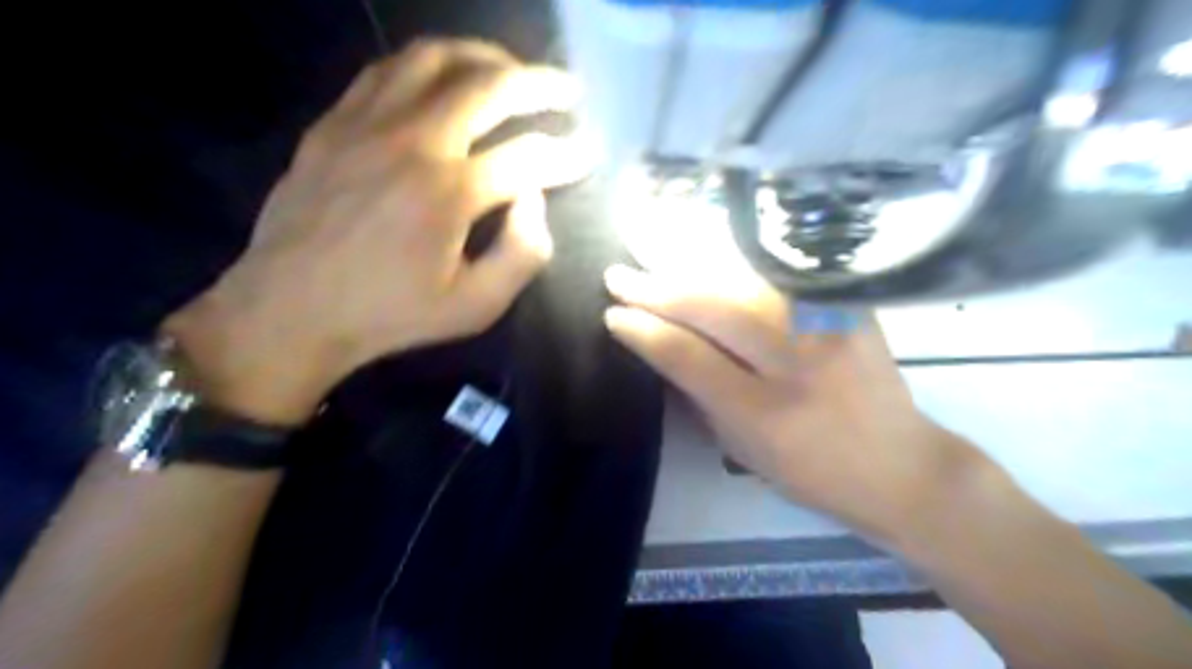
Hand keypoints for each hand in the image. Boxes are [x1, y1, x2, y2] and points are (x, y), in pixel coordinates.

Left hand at [163, 40, 590, 424]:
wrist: (292, 309)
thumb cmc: (391, 315)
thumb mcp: (474, 307)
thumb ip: (522, 254)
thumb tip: (535, 200)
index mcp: (450, 193)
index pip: (529, 157)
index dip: (568, 154)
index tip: (589, 152)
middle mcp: (413, 142)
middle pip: (490, 87)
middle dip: (540, 84)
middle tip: (567, 89)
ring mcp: (367, 124)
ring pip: (435, 60)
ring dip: (484, 57)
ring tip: (511, 71)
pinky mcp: (334, 123)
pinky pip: (386, 70)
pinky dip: (428, 66)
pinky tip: (444, 79)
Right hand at [605, 263, 966, 541]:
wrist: (900, 465)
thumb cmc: (811, 470)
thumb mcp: (742, 448)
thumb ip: (699, 396)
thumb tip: (659, 345)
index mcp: (764, 415)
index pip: (688, 357)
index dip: (645, 331)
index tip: (612, 314)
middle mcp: (798, 363)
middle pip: (714, 309)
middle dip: (657, 289)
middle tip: (617, 276)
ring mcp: (829, 327)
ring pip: (742, 282)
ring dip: (688, 268)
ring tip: (650, 259)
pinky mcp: (847, 307)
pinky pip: (774, 277)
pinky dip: (731, 267)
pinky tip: (701, 256)